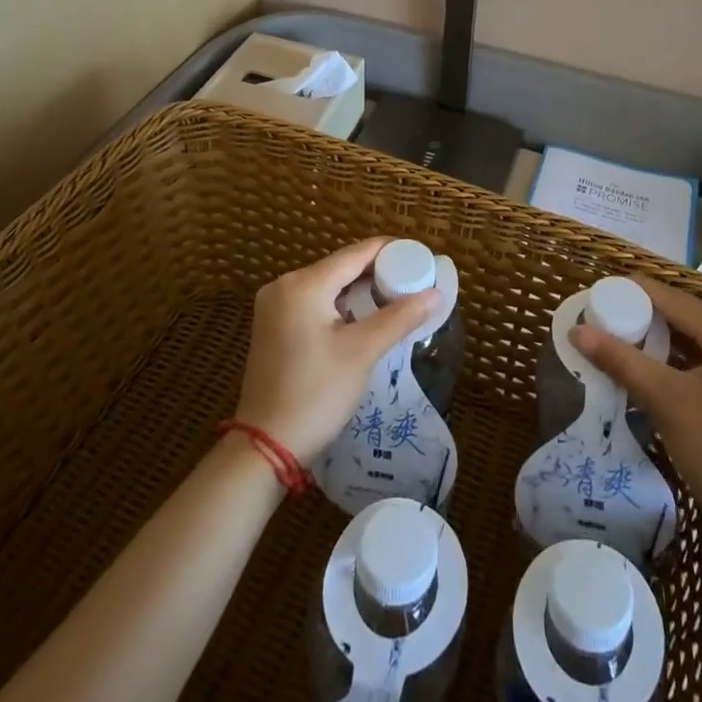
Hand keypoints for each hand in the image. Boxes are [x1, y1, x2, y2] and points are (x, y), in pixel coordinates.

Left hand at [234, 237, 440, 464]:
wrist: (264, 449)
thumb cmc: (316, 394)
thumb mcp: (362, 352)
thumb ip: (400, 317)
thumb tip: (436, 293)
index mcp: (304, 284)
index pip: (356, 253)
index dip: (391, 251)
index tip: (421, 258)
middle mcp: (284, 285)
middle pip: (341, 266)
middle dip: (377, 272)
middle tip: (413, 282)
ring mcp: (274, 306)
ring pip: (328, 285)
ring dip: (360, 290)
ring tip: (396, 298)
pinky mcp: (273, 326)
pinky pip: (314, 302)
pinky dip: (340, 304)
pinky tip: (364, 317)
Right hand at [573, 276, 701, 535]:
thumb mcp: (667, 402)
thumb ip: (622, 361)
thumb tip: (577, 332)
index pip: (676, 300)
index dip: (634, 293)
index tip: (598, 293)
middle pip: (688, 317)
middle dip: (645, 317)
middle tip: (604, 319)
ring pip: (697, 340)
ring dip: (660, 340)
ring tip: (620, 340)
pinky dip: (679, 361)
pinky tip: (652, 367)